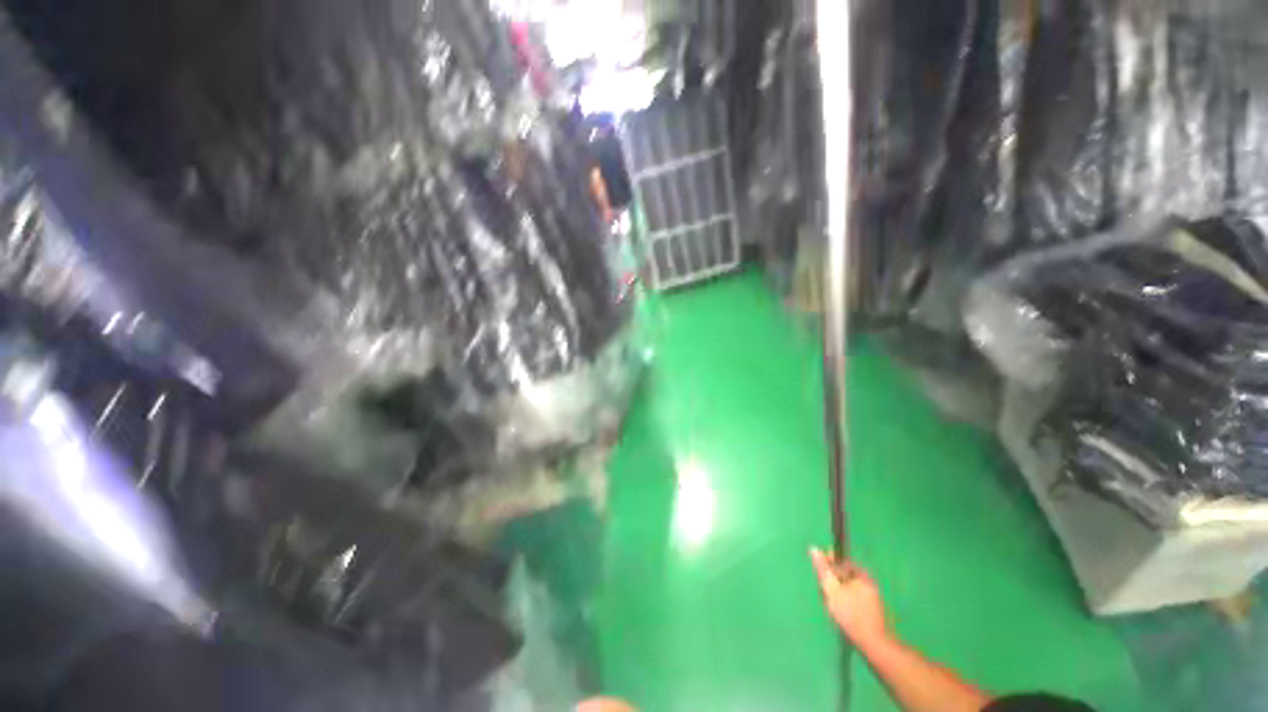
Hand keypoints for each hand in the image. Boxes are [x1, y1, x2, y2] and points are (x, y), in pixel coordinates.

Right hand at [810, 548, 889, 648]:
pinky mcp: (873, 611)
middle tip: (824, 593)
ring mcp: (872, 597)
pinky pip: (854, 600)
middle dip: (832, 582)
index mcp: (861, 574)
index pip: (840, 560)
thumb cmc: (851, 614)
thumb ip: (823, 569)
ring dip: (837, 594)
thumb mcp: (832, 589)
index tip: (820, 576)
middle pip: (844, 575)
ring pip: (848, 588)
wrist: (875, 645)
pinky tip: (841, 615)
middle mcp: (868, 582)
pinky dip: (845, 603)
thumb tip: (814, 548)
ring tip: (831, 607)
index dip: (827, 565)